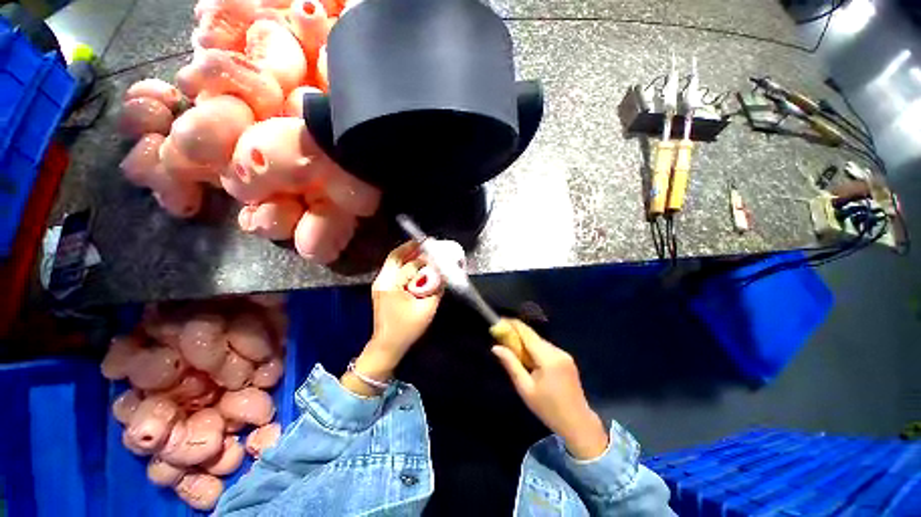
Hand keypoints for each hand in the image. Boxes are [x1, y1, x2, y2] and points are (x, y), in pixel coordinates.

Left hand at [368, 241, 442, 366]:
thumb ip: (436, 289)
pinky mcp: (382, 288)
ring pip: (394, 261)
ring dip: (408, 254)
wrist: (387, 346)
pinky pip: (394, 269)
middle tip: (427, 243)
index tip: (435, 248)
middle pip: (396, 256)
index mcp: (391, 285)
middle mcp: (382, 280)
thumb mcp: (426, 308)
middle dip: (412, 247)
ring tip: (424, 251)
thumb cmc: (407, 329)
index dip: (423, 257)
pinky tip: (417, 265)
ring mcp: (380, 284)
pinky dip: (405, 264)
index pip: (409, 264)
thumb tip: (443, 274)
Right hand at [491, 320, 608, 459]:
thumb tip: (496, 347)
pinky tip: (529, 359)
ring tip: (513, 350)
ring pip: (540, 341)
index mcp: (548, 358)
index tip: (500, 320)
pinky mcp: (567, 359)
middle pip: (533, 336)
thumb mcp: (525, 388)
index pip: (527, 333)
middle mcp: (557, 351)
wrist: (578, 423)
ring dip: (526, 342)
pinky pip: (547, 348)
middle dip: (517, 334)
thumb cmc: (548, 408)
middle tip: (502, 337)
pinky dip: (535, 349)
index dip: (513, 325)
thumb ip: (511, 364)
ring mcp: (564, 354)